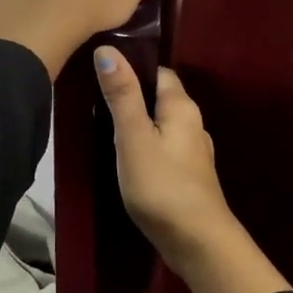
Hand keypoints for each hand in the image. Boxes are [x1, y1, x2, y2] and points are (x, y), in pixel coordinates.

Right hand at [92, 55, 235, 258]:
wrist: (198, 243)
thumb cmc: (162, 186)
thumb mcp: (134, 137)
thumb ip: (122, 95)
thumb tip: (107, 49)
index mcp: (182, 107)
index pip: (158, 73)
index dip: (132, 68)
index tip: (100, 71)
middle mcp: (192, 124)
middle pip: (159, 98)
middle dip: (132, 96)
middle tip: (94, 99)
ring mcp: (193, 152)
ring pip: (161, 125)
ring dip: (138, 123)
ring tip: (104, 127)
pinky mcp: (188, 177)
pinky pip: (163, 149)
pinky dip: (145, 147)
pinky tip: (126, 158)